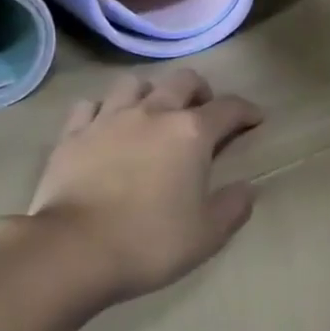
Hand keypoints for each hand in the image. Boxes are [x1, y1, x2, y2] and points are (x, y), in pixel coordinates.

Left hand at [26, 66, 263, 301]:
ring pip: (134, 84)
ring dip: (150, 93)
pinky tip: (105, 126)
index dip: (246, 111)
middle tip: (203, 111)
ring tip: (152, 113)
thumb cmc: (149, 242)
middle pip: (182, 81)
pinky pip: (91, 106)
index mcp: (191, 133)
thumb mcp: (206, 235)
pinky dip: (103, 110)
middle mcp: (153, 113)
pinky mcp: (73, 133)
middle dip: (200, 91)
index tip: (256, 119)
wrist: (73, 250)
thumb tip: (247, 188)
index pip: (228, 108)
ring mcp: (109, 118)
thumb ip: (232, 207)